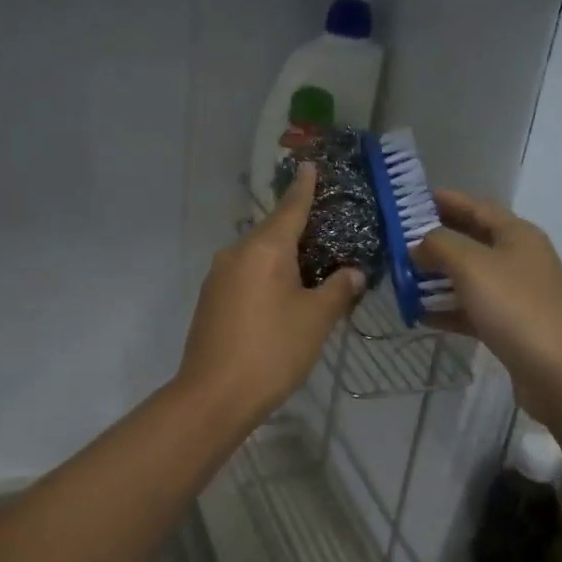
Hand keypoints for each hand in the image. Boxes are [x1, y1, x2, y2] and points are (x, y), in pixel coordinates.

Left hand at [177, 163, 364, 429]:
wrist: (214, 396)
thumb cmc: (273, 350)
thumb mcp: (316, 319)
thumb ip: (337, 290)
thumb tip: (352, 273)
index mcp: (264, 249)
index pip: (290, 209)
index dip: (304, 188)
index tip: (309, 166)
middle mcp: (236, 253)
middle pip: (272, 233)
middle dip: (298, 231)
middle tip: (327, 233)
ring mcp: (218, 278)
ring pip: (257, 258)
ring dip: (282, 260)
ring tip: (311, 271)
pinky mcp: (210, 301)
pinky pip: (245, 277)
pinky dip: (266, 279)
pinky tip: (282, 298)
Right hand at [412, 190, 561, 427]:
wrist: (561, 374)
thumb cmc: (516, 307)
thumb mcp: (472, 265)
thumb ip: (439, 244)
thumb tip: (418, 243)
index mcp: (516, 234)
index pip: (475, 206)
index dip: (443, 200)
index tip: (407, 200)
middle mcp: (518, 259)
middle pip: (470, 240)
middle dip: (434, 240)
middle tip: (395, 240)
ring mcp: (515, 294)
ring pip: (468, 277)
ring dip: (436, 276)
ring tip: (400, 276)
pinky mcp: (509, 326)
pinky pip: (471, 310)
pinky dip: (446, 309)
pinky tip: (418, 314)